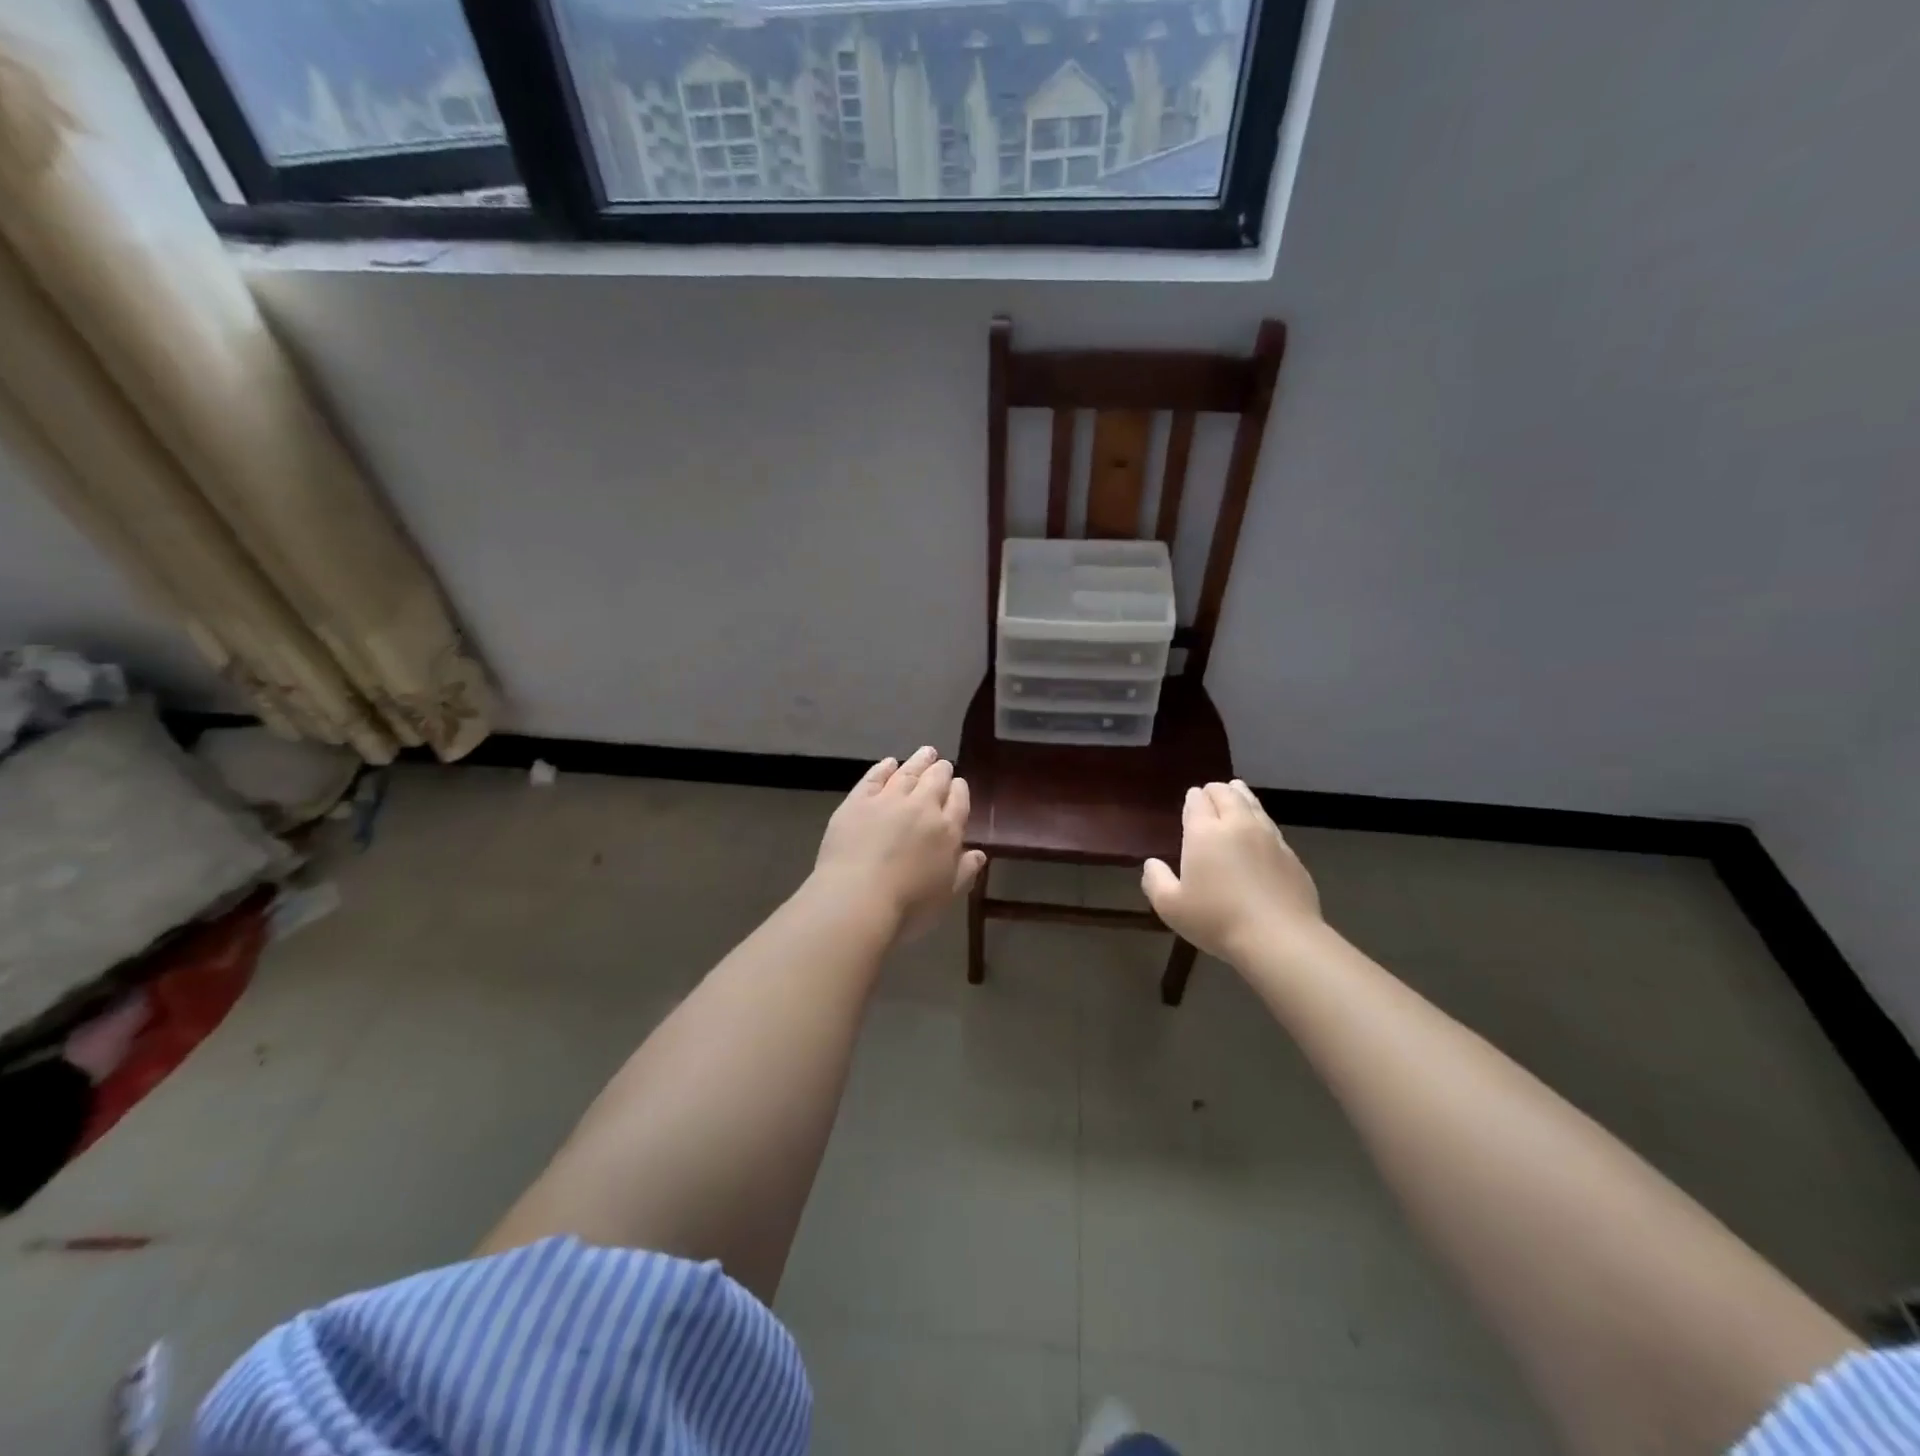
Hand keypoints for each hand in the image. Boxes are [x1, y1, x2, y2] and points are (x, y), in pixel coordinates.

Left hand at [812, 746, 986, 941]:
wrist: (857, 898)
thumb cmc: (907, 906)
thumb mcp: (946, 895)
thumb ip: (964, 871)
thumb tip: (979, 853)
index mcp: (947, 831)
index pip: (959, 801)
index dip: (959, 790)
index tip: (959, 784)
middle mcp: (921, 808)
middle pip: (935, 780)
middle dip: (941, 770)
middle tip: (942, 763)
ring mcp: (888, 801)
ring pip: (908, 772)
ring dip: (918, 761)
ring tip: (926, 752)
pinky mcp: (857, 802)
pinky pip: (874, 778)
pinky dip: (883, 768)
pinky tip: (888, 762)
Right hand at [1140, 780, 1320, 963]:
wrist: (1279, 938)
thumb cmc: (1217, 920)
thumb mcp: (1171, 907)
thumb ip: (1156, 881)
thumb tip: (1152, 864)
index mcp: (1205, 832)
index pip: (1197, 801)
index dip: (1192, 798)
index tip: (1191, 799)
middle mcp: (1237, 825)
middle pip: (1227, 794)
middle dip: (1216, 790)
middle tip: (1210, 793)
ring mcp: (1268, 837)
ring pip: (1253, 804)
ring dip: (1241, 796)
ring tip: (1236, 792)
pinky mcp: (1291, 854)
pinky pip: (1271, 826)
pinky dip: (1260, 819)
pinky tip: (1259, 829)